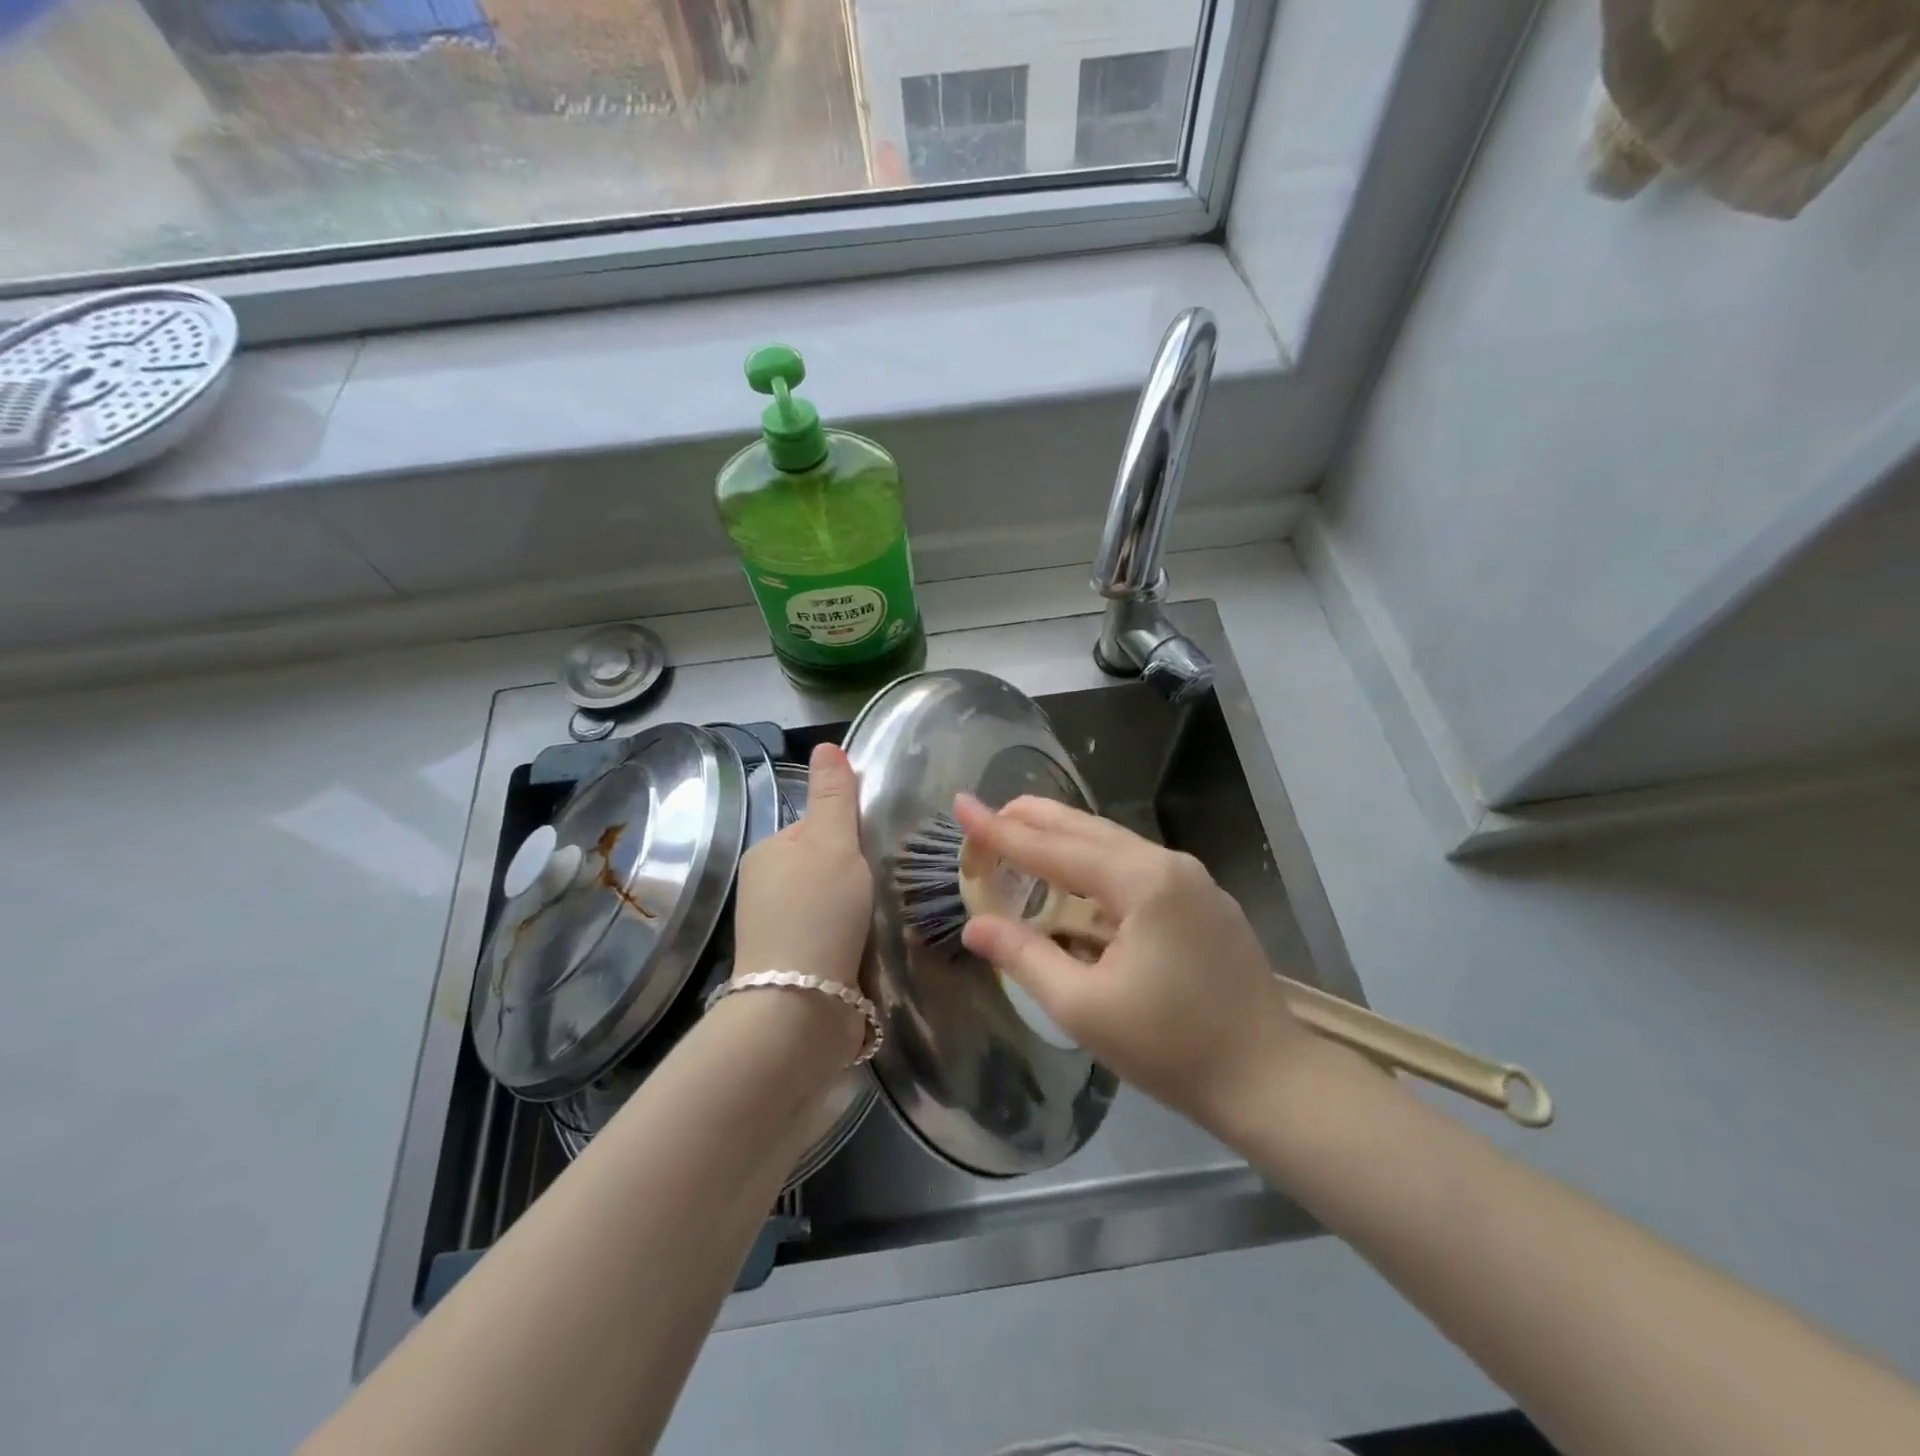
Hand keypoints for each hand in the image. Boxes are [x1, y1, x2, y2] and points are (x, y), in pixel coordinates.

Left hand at [732, 742, 872, 995]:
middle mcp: (763, 887)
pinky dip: (849, 938)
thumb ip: (834, 795)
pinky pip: (829, 936)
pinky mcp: (792, 966)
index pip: (817, 826)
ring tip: (879, 920)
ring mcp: (774, 931)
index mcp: (767, 851)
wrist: (799, 1009)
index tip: (875, 851)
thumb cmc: (817, 912)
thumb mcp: (831, 842)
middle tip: (882, 886)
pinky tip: (865, 948)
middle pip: (823, 865)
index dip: (850, 834)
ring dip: (854, 908)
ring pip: (828, 903)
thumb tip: (826, 744)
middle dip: (854, 874)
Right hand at [955, 794, 1309, 1128]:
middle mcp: (1169, 864)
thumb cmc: (1171, 1048)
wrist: (1269, 1080)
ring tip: (1020, 836)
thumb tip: (974, 926)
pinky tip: (1075, 878)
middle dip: (1032, 820)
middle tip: (987, 815)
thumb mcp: (1084, 1007)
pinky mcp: (1203, 900)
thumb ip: (1025, 956)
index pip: (1054, 848)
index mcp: (1142, 882)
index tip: (961, 804)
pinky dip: (1094, 863)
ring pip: (1113, 844)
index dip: (1001, 831)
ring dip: (1064, 839)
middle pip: (1086, 829)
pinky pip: (1135, 866)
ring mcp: (1193, 880)